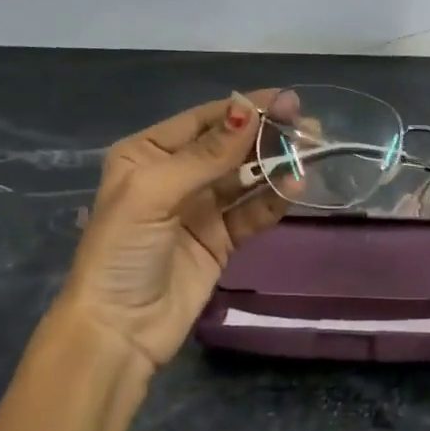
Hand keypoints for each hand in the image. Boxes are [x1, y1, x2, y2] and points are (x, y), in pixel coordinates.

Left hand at [57, 90, 298, 366]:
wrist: (119, 330)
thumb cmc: (122, 252)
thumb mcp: (153, 193)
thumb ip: (206, 155)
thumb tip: (249, 111)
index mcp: (146, 154)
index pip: (203, 121)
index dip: (244, 109)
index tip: (286, 100)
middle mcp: (174, 176)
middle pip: (229, 147)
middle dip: (266, 135)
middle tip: (308, 127)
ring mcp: (199, 209)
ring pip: (245, 177)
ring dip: (275, 164)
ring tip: (311, 153)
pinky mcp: (220, 240)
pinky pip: (251, 211)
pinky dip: (273, 199)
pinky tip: (295, 187)